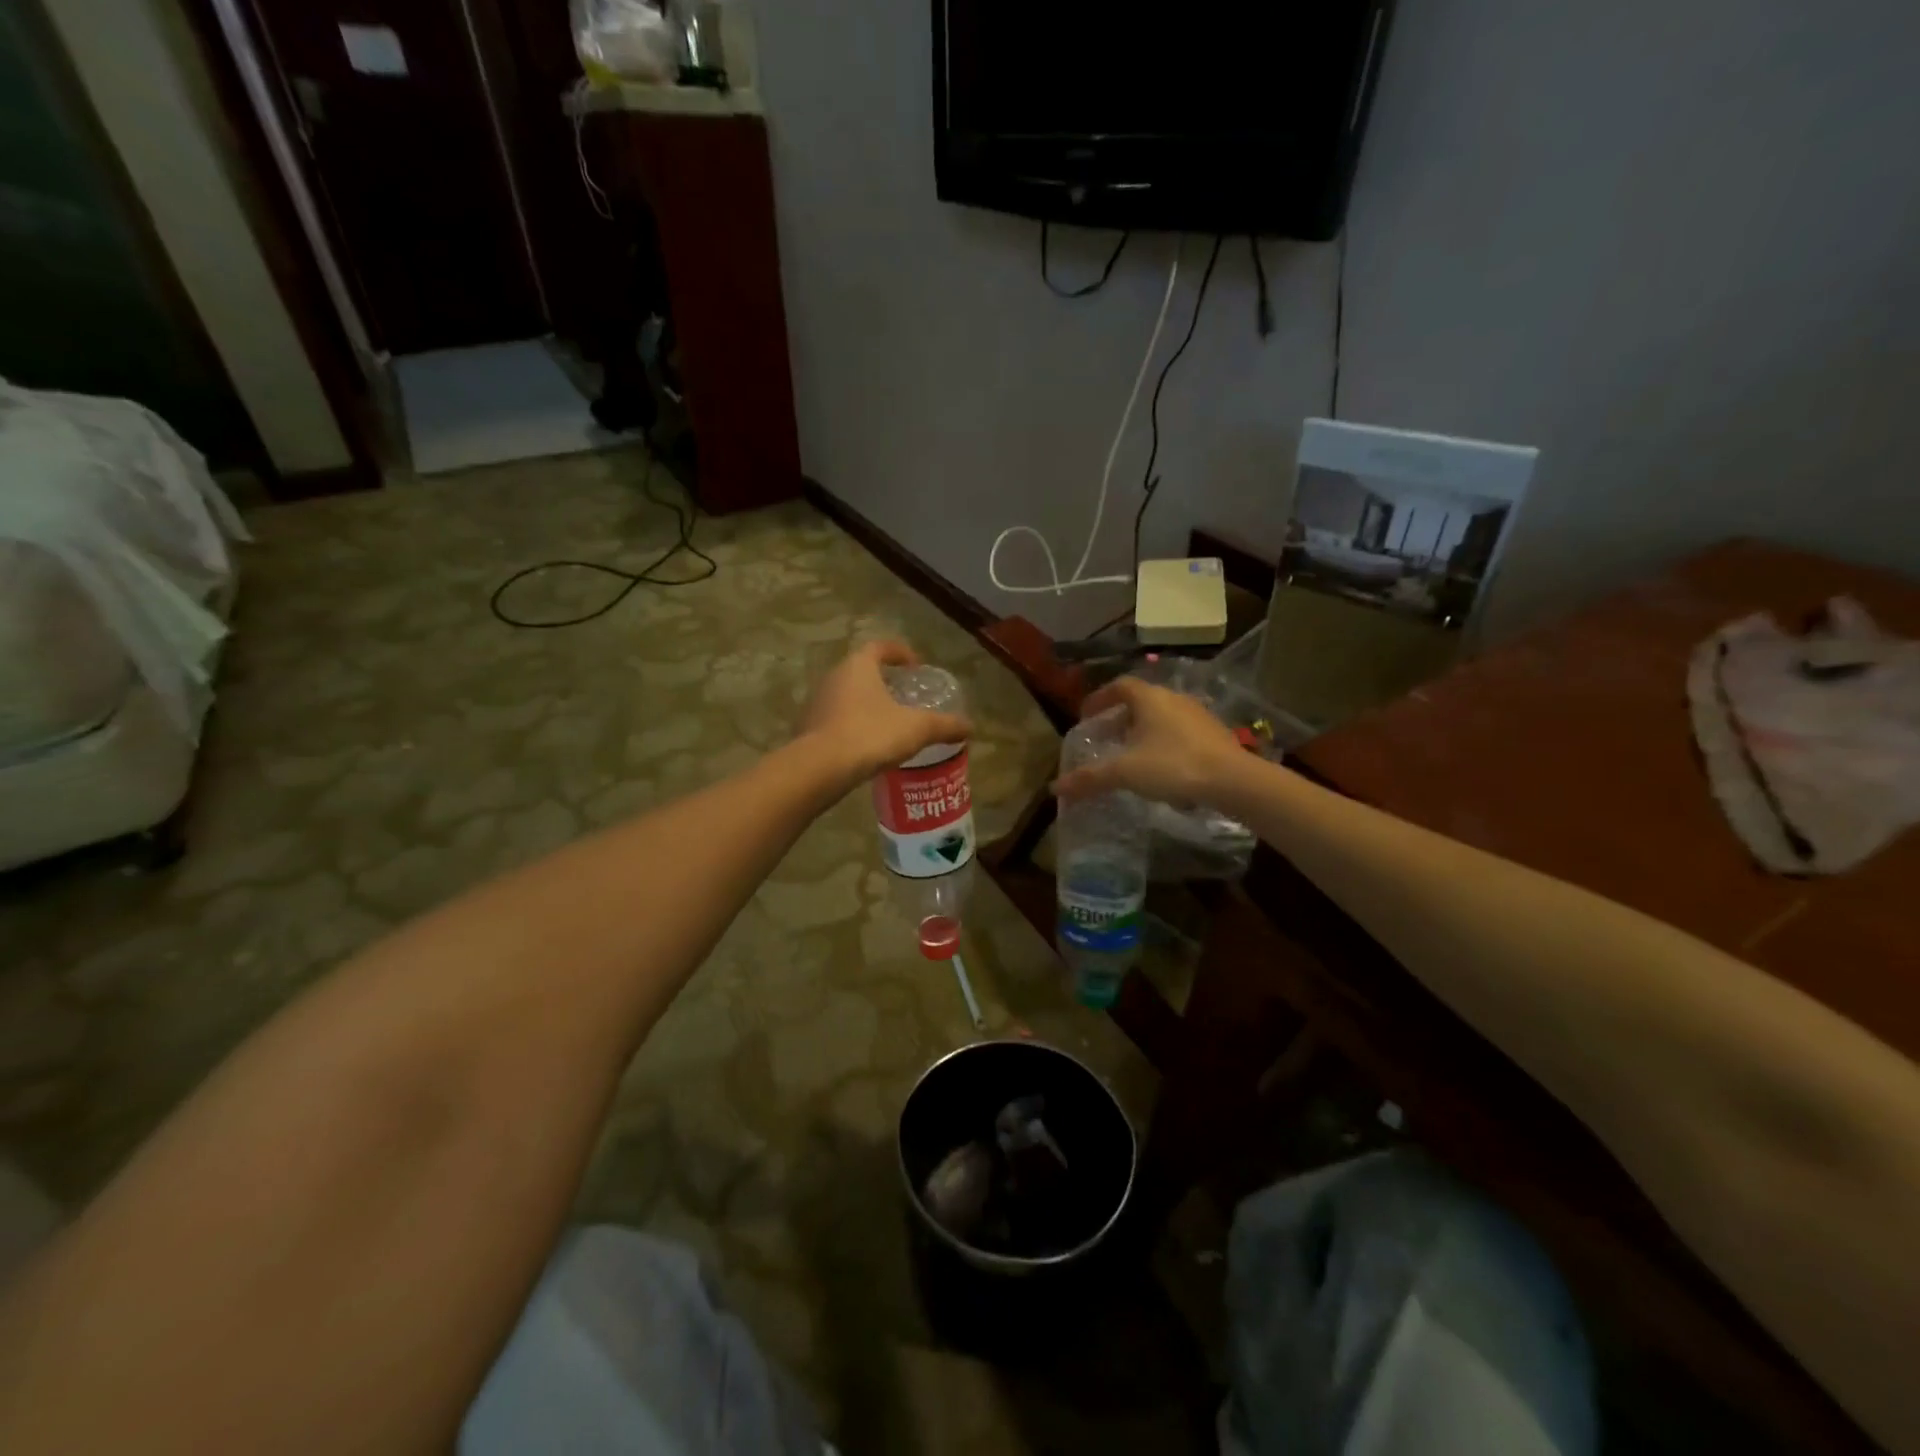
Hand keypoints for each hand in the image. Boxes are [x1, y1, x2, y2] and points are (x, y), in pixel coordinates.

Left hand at [798, 640, 972, 783]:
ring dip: (866, 704)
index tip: (915, 666)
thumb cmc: (871, 734)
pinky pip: (835, 719)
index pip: (880, 647)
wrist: (820, 768)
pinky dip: (852, 725)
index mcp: (858, 665)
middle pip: (861, 670)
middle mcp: (833, 677)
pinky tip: (867, 744)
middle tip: (905, 696)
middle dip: (883, 680)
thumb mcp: (917, 729)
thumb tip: (971, 727)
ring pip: (847, 695)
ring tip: (888, 722)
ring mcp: (816, 702)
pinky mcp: (808, 728)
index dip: (900, 653)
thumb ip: (944, 725)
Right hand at [1051, 677, 1245, 806]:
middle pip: (1141, 701)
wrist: (1233, 781)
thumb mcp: (1125, 772)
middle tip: (1106, 738)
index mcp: (1150, 698)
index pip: (1119, 686)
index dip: (1100, 698)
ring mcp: (1198, 715)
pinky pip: (1181, 733)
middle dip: (1120, 718)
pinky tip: (1163, 768)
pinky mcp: (1215, 735)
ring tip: (1132, 755)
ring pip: (1163, 717)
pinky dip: (1165, 743)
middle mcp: (1174, 699)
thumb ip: (1090, 778)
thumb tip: (1055, 788)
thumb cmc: (1173, 765)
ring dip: (1144, 731)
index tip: (1086, 715)